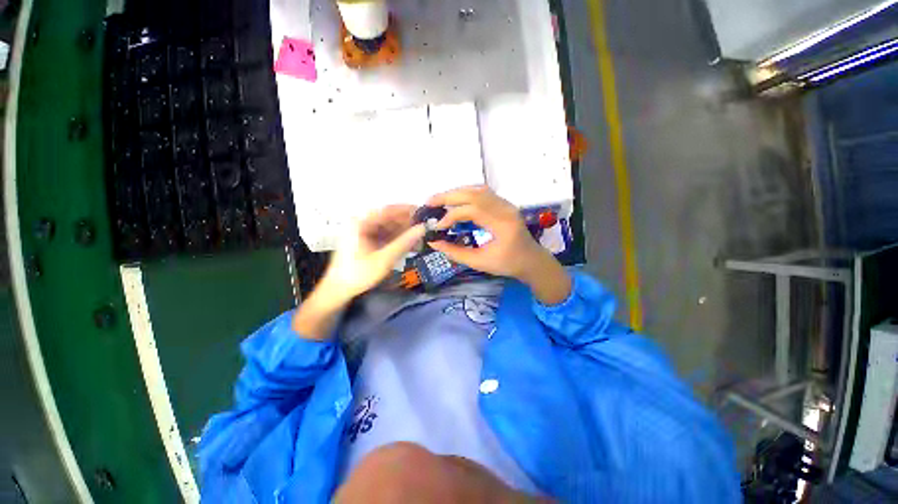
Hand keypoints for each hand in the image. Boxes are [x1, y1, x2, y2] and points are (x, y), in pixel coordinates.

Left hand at [293, 206, 423, 339]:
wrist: (338, 290)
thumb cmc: (359, 274)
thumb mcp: (384, 258)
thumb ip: (404, 242)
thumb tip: (423, 228)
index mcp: (361, 223)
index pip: (388, 210)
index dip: (407, 210)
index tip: (424, 213)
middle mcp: (362, 223)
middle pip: (389, 219)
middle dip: (407, 224)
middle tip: (425, 229)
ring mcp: (363, 232)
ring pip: (389, 228)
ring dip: (404, 233)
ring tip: (420, 240)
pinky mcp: (366, 241)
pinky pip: (385, 236)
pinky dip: (397, 240)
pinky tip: (410, 246)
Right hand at [427, 186, 570, 304]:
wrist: (531, 260)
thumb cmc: (508, 264)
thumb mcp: (480, 262)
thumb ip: (455, 252)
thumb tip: (433, 242)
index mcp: (502, 224)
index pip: (473, 210)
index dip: (451, 216)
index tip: (438, 226)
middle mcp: (506, 208)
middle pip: (474, 193)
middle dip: (449, 196)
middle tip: (429, 202)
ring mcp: (506, 203)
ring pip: (478, 189)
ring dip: (456, 193)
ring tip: (439, 201)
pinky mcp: (504, 204)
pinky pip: (483, 193)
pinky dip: (466, 194)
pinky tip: (455, 201)